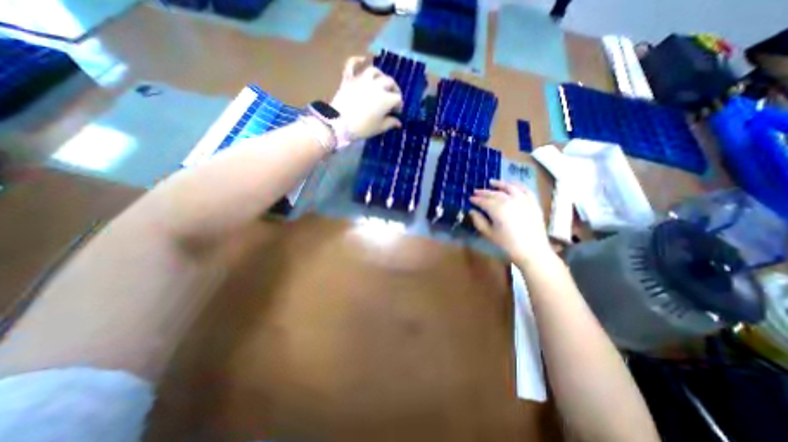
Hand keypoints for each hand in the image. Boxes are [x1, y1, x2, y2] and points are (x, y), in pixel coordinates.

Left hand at [332, 55, 405, 139]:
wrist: (340, 124)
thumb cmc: (363, 128)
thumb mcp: (379, 128)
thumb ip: (390, 123)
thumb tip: (398, 122)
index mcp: (386, 98)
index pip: (397, 98)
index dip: (399, 105)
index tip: (397, 112)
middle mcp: (377, 85)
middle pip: (389, 82)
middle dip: (394, 90)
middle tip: (393, 97)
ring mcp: (362, 79)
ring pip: (375, 71)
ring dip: (380, 76)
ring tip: (381, 82)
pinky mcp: (349, 79)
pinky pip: (352, 65)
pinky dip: (357, 60)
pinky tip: (362, 59)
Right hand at [466, 179, 551, 262]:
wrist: (532, 252)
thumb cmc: (507, 245)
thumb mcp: (489, 234)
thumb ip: (479, 221)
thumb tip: (472, 211)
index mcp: (497, 209)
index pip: (483, 201)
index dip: (476, 199)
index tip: (470, 198)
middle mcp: (510, 200)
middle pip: (494, 193)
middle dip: (484, 192)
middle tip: (476, 191)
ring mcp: (523, 200)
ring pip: (510, 188)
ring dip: (500, 184)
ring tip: (492, 182)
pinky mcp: (533, 203)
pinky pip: (526, 190)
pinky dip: (518, 185)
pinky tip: (513, 184)